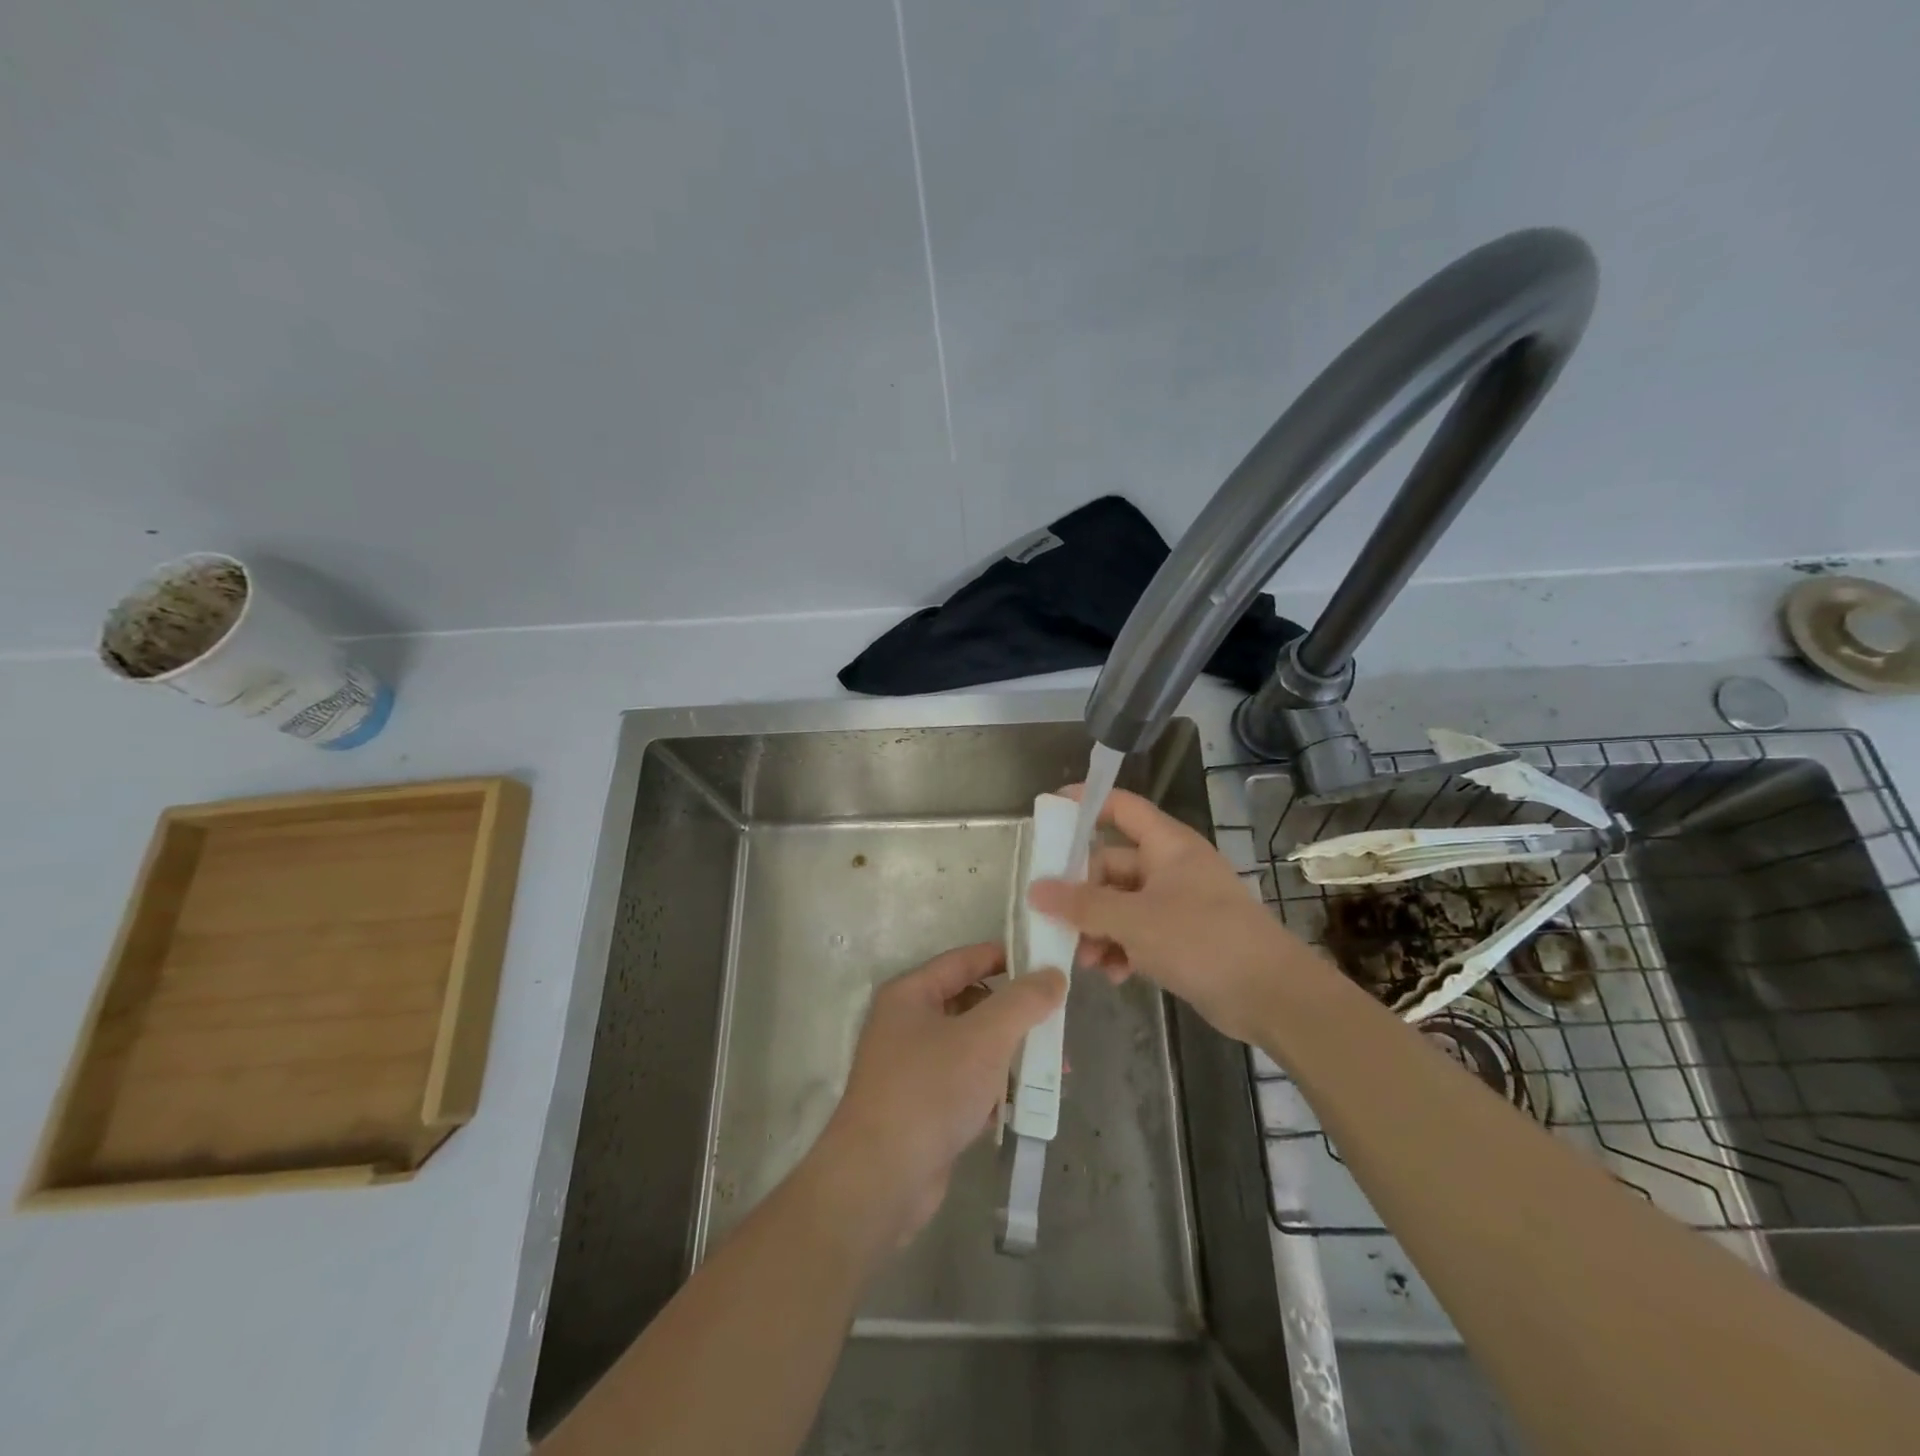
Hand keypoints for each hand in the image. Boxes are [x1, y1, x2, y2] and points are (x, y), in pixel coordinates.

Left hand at [813, 943, 1065, 1244]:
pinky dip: (995, 1088)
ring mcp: (913, 1068)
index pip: (965, 960)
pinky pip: (967, 1083)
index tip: (1047, 965)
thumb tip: (1052, 974)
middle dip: (1015, 1014)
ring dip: (1011, 1054)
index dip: (1006, 957)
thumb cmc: (931, 1090)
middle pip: (971, 1003)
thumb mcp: (984, 1037)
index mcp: (911, 994)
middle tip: (1056, 1021)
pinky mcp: (923, 1107)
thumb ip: (1022, 1001)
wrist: (882, 1178)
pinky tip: (1027, 1103)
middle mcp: (907, 1024)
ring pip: (972, 1046)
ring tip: (1055, 1069)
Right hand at [1029, 786, 1326, 1043]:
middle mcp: (1171, 867)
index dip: (1086, 803)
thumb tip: (1035, 889)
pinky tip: (1114, 975)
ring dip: (1099, 929)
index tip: (1049, 813)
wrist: (1272, 996)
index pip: (1121, 807)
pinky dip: (1122, 949)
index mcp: (1167, 845)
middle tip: (1056, 921)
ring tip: (1086, 960)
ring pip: (1122, 904)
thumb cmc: (1203, 940)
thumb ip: (1082, 904)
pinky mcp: (1183, 937)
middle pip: (1112, 865)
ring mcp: (1178, 903)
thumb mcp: (1134, 920)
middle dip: (1083, 896)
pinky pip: (1139, 932)